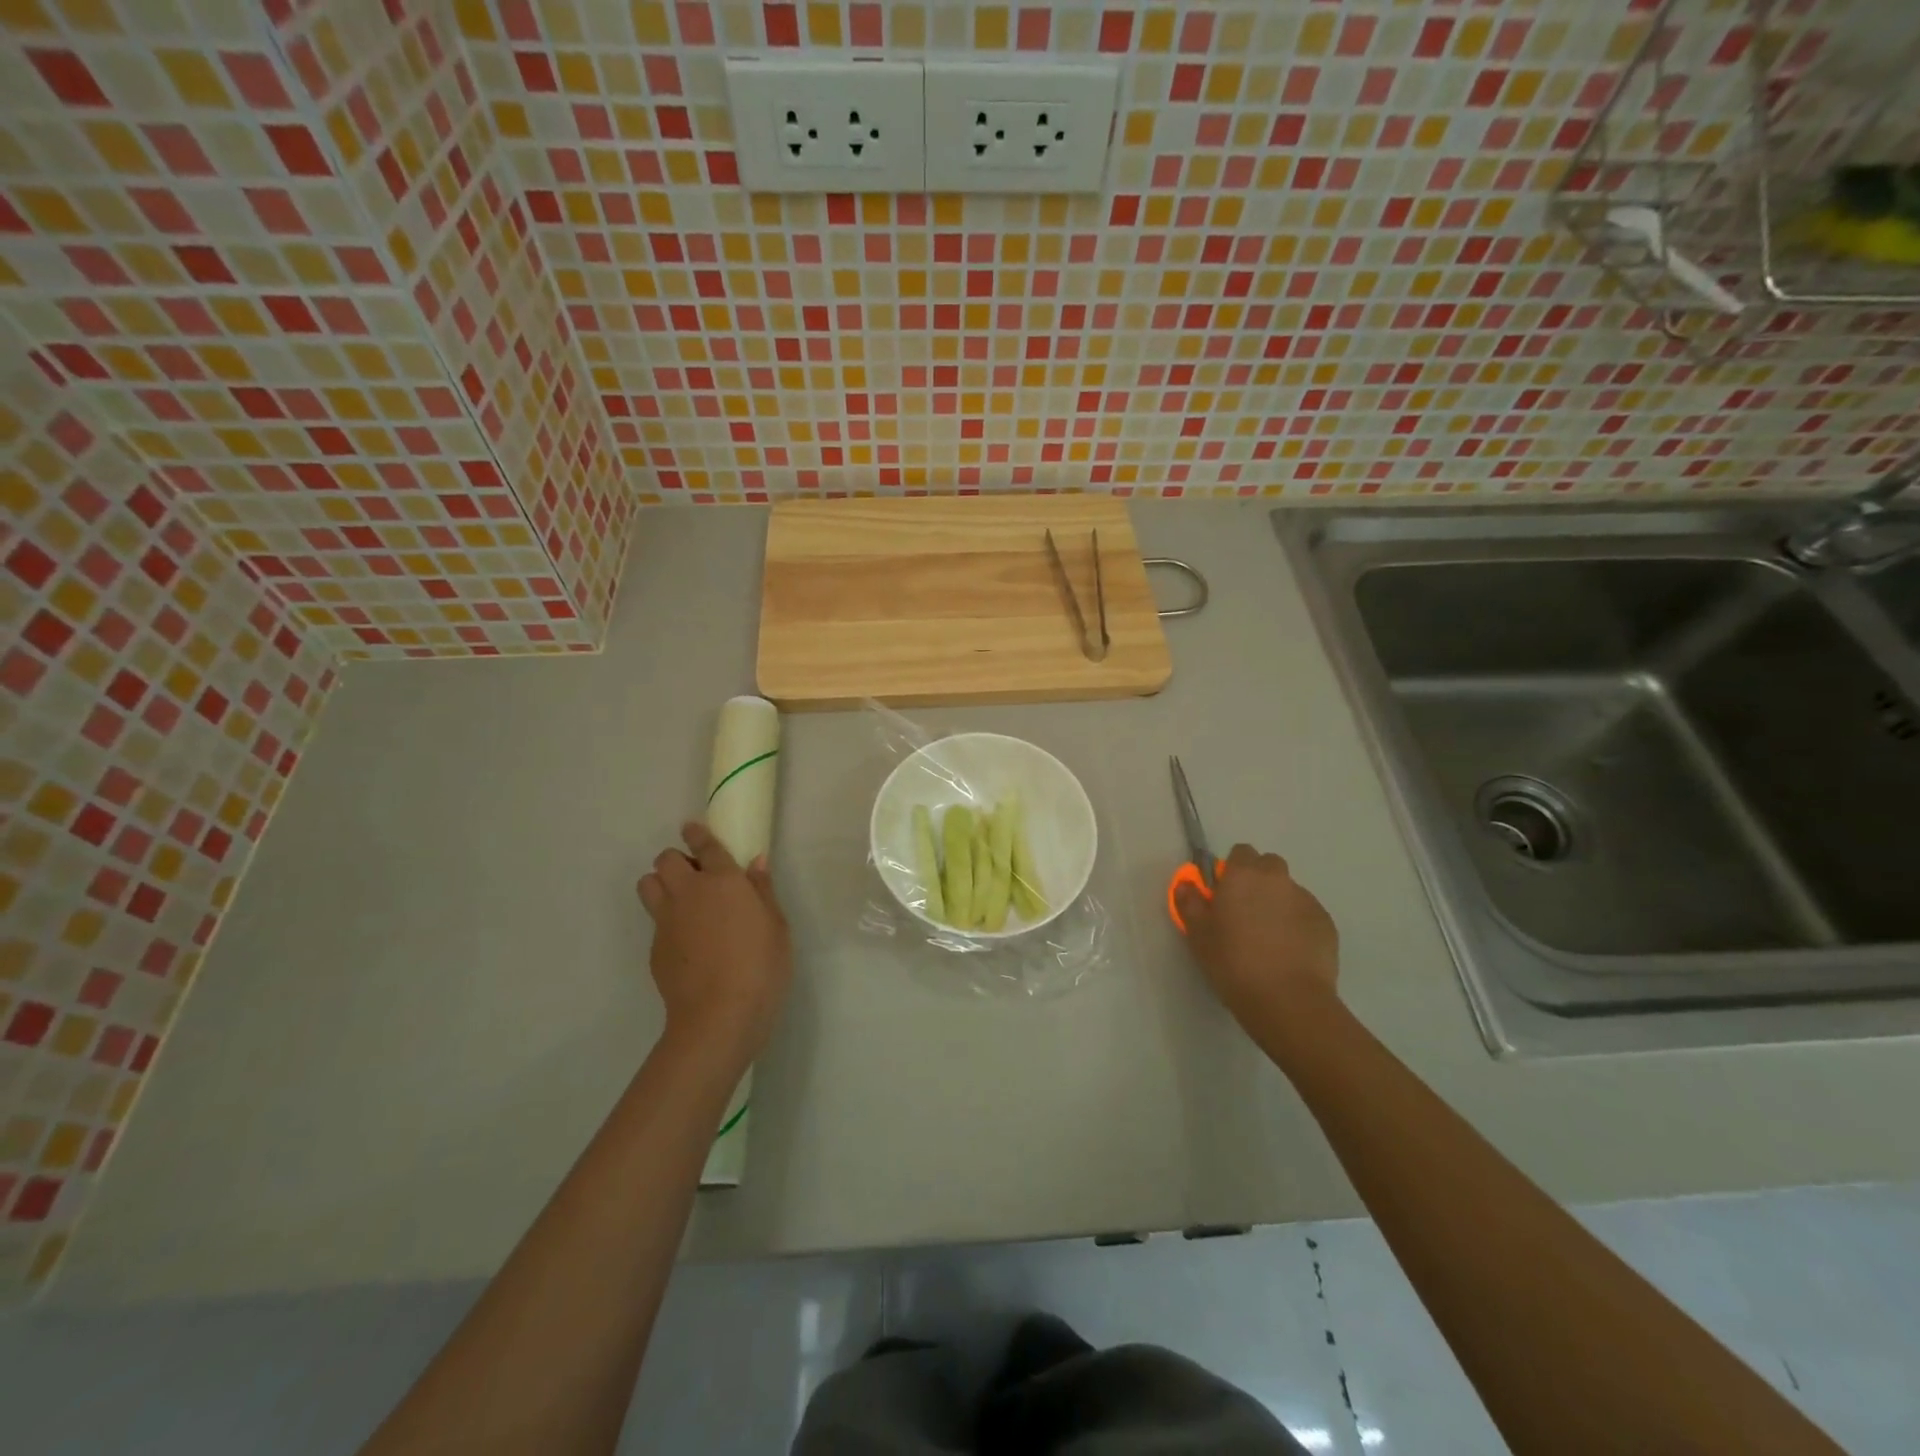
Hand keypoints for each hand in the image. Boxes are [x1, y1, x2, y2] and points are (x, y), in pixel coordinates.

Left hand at [637, 822, 791, 1068]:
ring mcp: (667, 920)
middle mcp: (690, 892)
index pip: (705, 845)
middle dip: (676, 861)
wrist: (719, 1016)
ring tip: (681, 902)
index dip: (697, 834)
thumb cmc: (761, 966)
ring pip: (647, 884)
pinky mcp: (655, 947)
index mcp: (724, 881)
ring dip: (660, 884)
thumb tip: (755, 862)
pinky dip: (665, 920)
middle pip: (665, 860)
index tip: (692, 829)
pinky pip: (654, 920)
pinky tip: (686, 942)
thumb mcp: (777, 926)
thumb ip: (763, 890)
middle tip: (696, 877)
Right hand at [1175, 843, 1338, 1027]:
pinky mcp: (1326, 924)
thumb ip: (1189, 902)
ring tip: (1269, 938)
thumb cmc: (1233, 962)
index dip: (1232, 869)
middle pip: (1268, 866)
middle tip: (1245, 913)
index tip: (1224, 893)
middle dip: (1258, 881)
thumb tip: (1187, 884)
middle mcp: (1277, 879)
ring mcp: (1306, 900)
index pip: (1240, 852)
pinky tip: (1289, 952)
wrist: (1288, 1000)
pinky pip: (1306, 914)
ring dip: (1278, 903)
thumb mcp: (1198, 934)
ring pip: (1288, 891)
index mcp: (1243, 875)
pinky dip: (1297, 924)